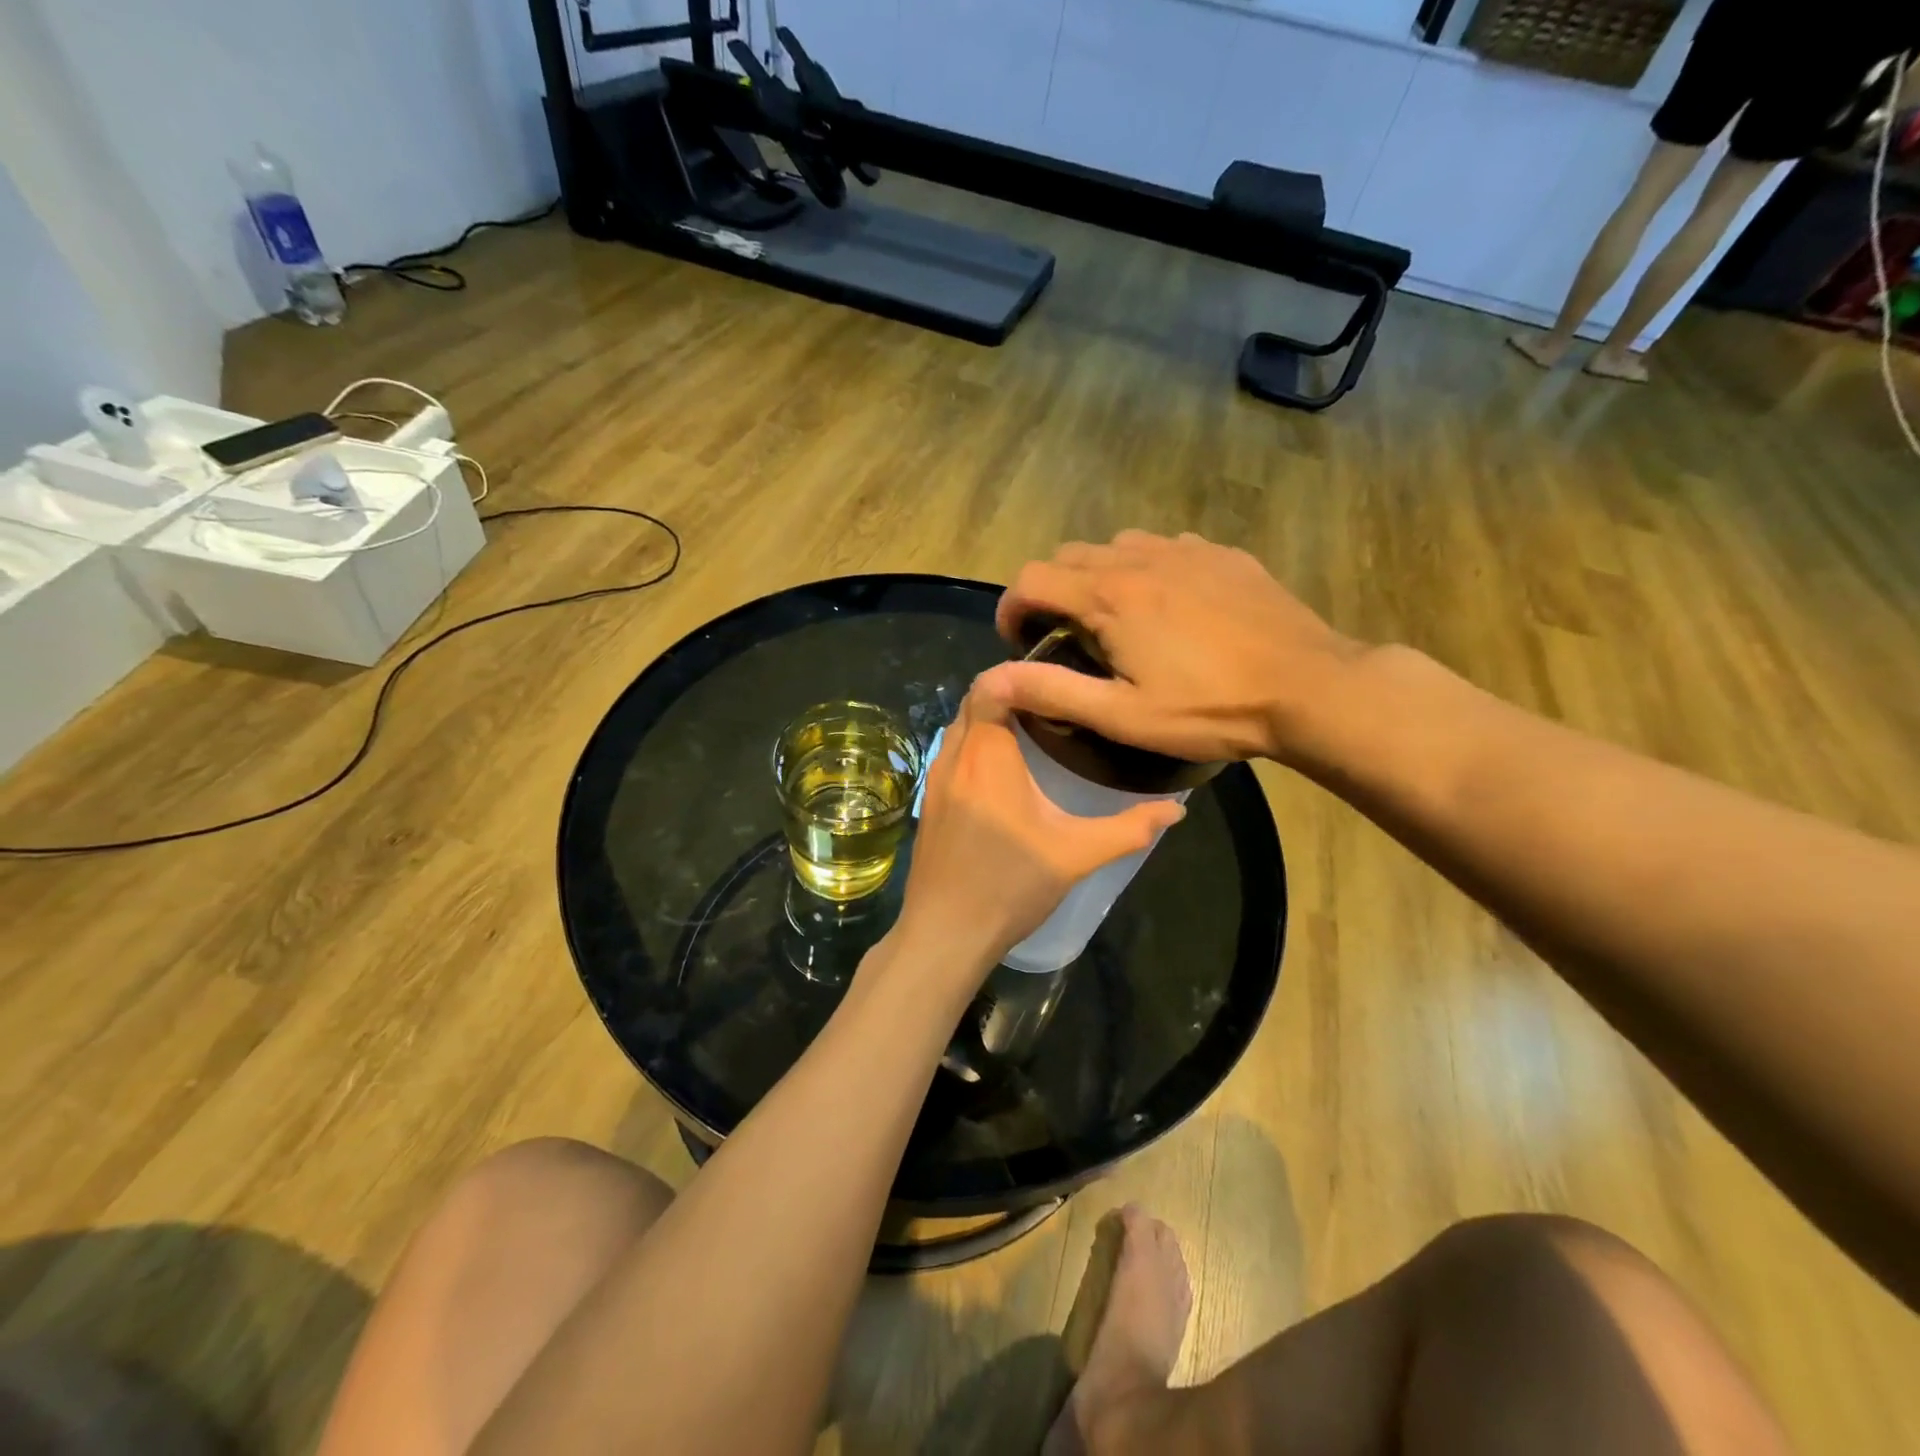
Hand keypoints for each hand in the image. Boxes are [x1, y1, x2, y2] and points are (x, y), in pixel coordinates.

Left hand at [891, 681, 1185, 981]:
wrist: (945, 933)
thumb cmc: (1010, 886)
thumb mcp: (1076, 856)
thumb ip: (1129, 829)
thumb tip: (1178, 809)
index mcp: (988, 755)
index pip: (991, 684)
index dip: (1019, 673)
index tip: (1056, 681)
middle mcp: (954, 756)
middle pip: (973, 699)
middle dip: (1009, 692)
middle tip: (1053, 703)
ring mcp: (935, 779)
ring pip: (959, 726)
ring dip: (989, 718)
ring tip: (1033, 729)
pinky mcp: (928, 801)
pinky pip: (951, 753)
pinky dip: (974, 744)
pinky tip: (1002, 770)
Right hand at [993, 530, 1364, 764]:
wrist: (1309, 687)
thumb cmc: (1209, 709)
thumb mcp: (1122, 715)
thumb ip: (1052, 691)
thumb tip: (991, 679)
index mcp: (1108, 596)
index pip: (1030, 579)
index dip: (1010, 608)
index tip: (1018, 641)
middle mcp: (1139, 557)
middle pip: (1069, 557)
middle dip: (1051, 592)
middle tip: (1064, 637)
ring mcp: (1185, 549)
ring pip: (1116, 546)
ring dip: (1097, 577)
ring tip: (1115, 619)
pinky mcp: (1222, 554)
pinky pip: (1164, 547)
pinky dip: (1145, 569)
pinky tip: (1168, 606)